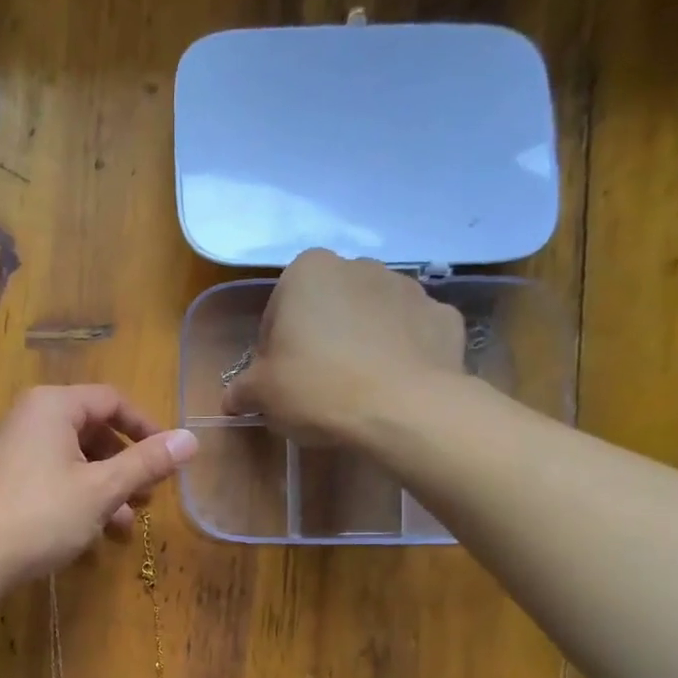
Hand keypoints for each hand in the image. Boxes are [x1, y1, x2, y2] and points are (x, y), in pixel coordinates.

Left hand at [0, 386, 197, 582]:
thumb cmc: (41, 513)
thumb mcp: (102, 488)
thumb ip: (147, 463)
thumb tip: (192, 439)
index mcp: (54, 406)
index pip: (112, 401)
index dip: (146, 428)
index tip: (169, 459)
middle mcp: (32, 419)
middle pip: (93, 431)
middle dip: (126, 465)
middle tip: (148, 497)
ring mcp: (15, 452)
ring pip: (75, 461)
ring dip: (106, 489)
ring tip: (126, 524)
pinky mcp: (6, 482)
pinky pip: (54, 480)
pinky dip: (79, 499)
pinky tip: (94, 535)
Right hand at [221, 249, 469, 445]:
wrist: (405, 410)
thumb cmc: (318, 389)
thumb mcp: (262, 395)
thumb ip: (242, 390)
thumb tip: (233, 398)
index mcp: (308, 272)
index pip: (278, 310)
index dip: (273, 348)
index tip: (279, 380)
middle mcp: (360, 267)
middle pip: (327, 308)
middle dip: (319, 339)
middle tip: (314, 386)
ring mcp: (409, 288)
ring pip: (371, 318)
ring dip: (360, 343)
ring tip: (356, 391)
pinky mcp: (444, 318)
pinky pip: (411, 335)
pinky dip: (401, 355)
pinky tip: (391, 388)